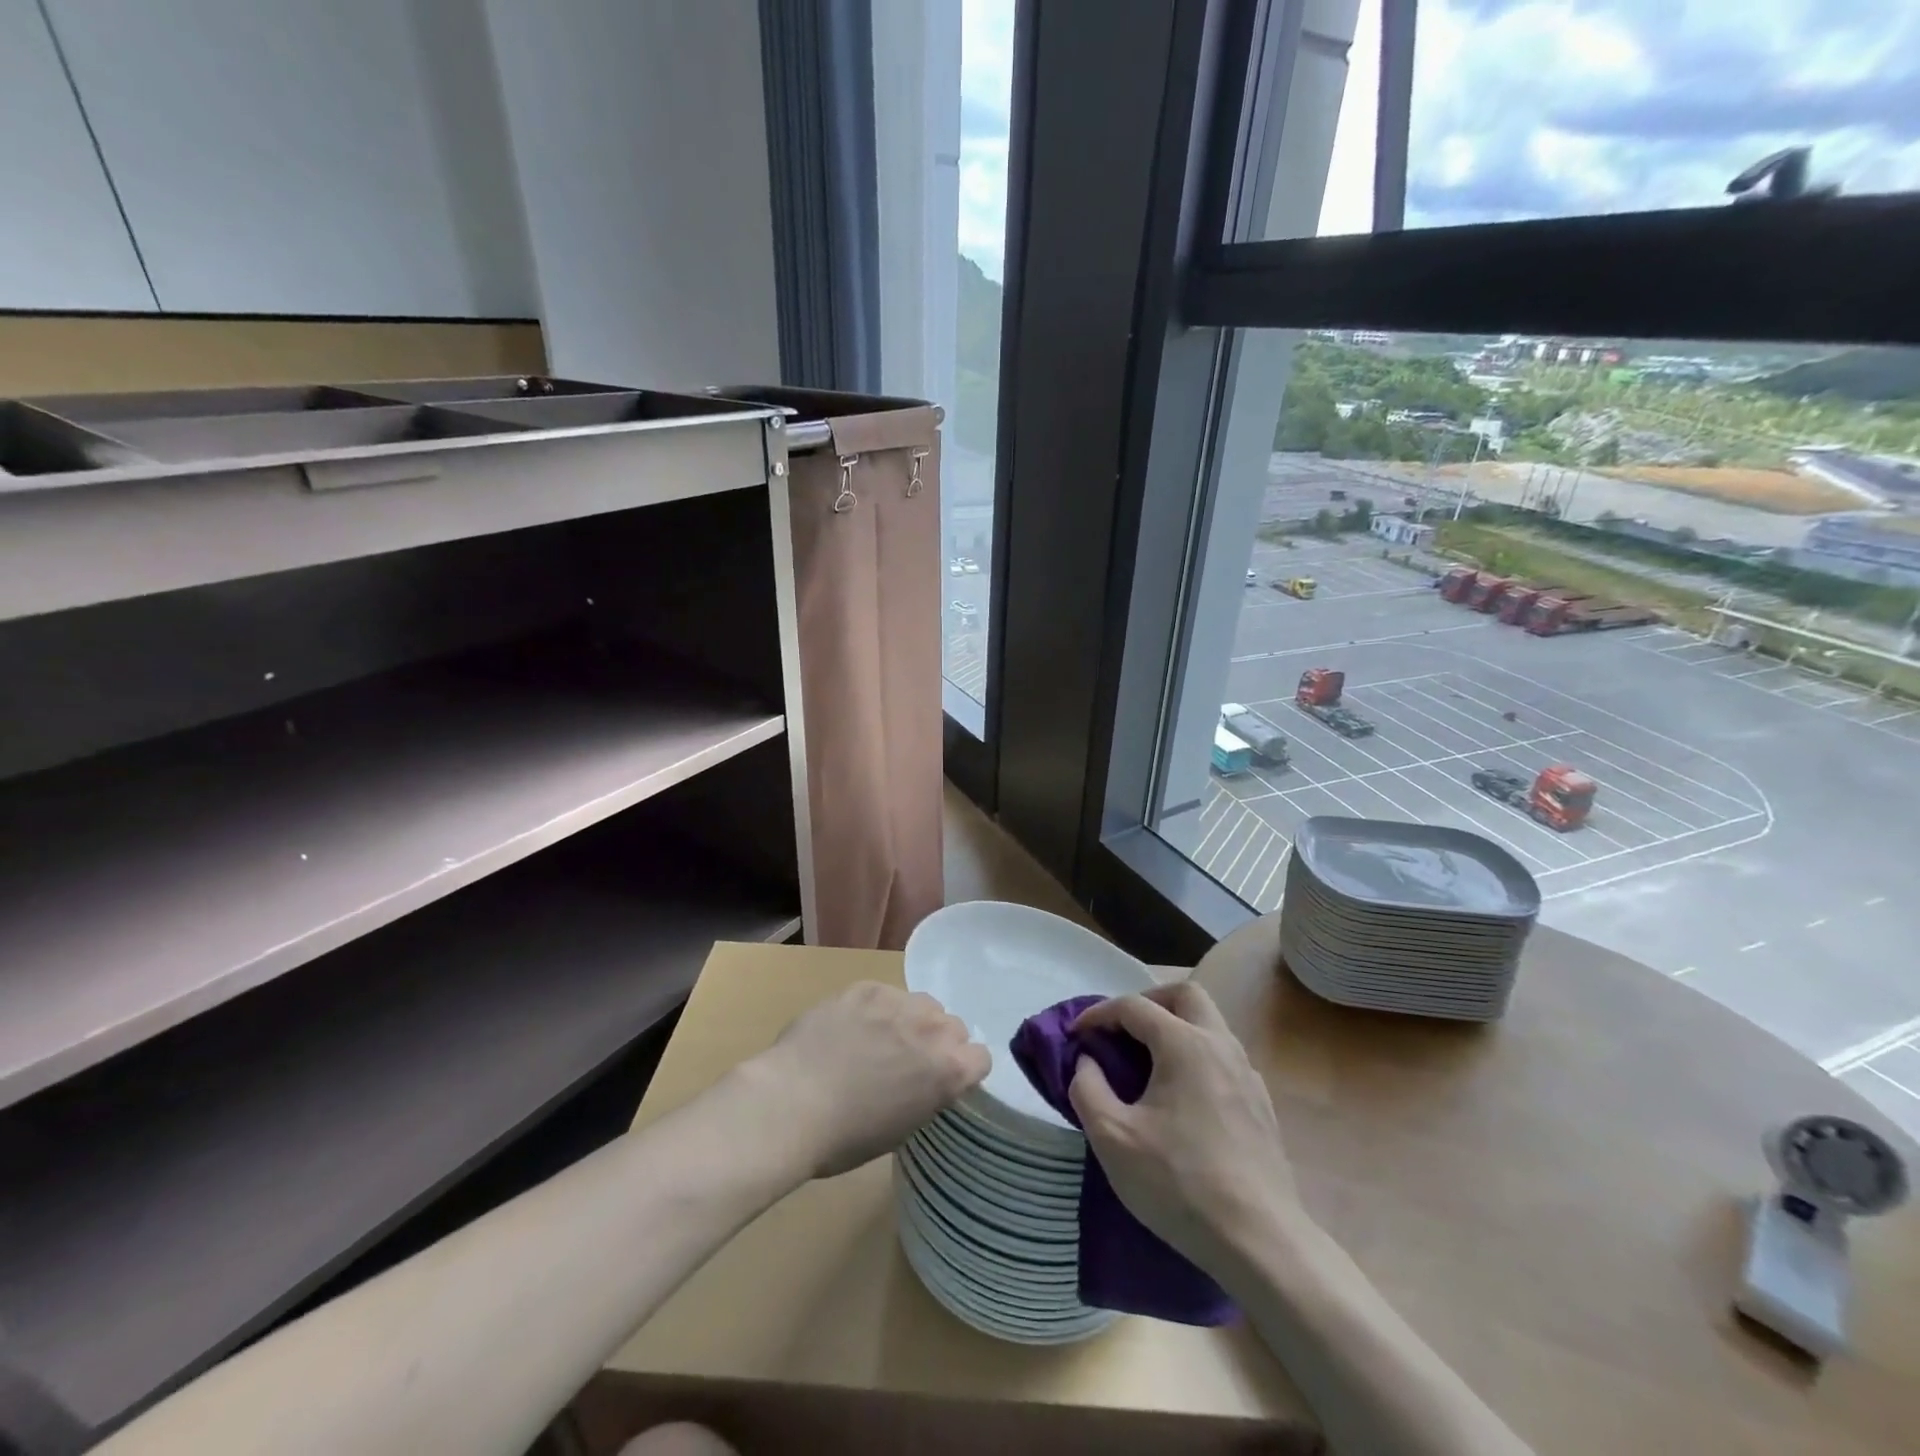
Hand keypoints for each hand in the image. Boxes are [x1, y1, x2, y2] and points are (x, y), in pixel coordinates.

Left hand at [746, 981, 989, 1179]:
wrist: (792, 1103)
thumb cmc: (845, 1137)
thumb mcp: (902, 1128)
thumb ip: (927, 1093)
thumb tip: (922, 1079)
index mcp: (948, 1070)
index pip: (981, 1057)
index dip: (962, 1068)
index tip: (942, 1079)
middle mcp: (933, 1029)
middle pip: (953, 1025)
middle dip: (937, 1041)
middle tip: (906, 1060)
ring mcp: (899, 1002)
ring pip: (921, 1003)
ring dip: (910, 1019)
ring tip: (878, 1038)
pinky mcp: (866, 987)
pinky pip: (885, 993)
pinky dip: (875, 1008)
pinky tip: (850, 1026)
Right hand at [1068, 981, 1301, 1270]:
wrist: (1260, 1241)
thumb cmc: (1179, 1183)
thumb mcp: (1112, 1137)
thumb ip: (1088, 1087)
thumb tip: (1088, 1062)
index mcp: (1184, 1044)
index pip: (1133, 1006)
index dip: (1098, 1014)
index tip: (1075, 1035)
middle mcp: (1220, 1045)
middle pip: (1184, 995)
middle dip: (1147, 1001)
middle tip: (1120, 1030)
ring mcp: (1247, 1074)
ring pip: (1209, 1024)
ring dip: (1174, 1027)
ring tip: (1146, 1062)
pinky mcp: (1260, 1104)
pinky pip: (1223, 1056)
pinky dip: (1195, 1055)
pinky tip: (1181, 1096)